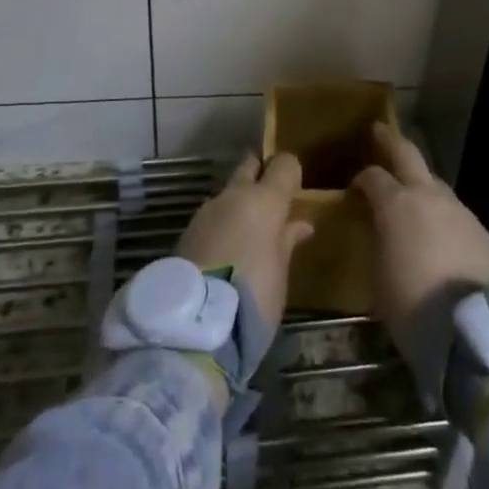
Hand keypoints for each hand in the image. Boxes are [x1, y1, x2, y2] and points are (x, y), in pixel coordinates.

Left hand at [176, 152, 314, 331]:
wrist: (196, 324)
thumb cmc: (254, 296)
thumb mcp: (280, 272)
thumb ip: (288, 241)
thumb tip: (301, 224)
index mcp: (263, 200)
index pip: (284, 164)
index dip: (290, 172)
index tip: (295, 189)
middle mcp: (233, 195)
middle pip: (249, 167)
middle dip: (259, 174)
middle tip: (270, 197)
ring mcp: (206, 211)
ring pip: (228, 193)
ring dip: (238, 204)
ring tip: (247, 232)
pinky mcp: (186, 231)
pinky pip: (212, 217)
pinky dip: (221, 225)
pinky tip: (225, 249)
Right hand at [351, 123, 488, 367]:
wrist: (471, 331)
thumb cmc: (412, 305)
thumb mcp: (378, 274)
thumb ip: (378, 239)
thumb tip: (381, 227)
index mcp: (396, 203)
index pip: (373, 176)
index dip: (361, 179)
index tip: (354, 189)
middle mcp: (428, 195)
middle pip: (408, 154)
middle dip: (391, 141)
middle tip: (379, 132)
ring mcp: (459, 210)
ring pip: (435, 184)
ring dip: (421, 185)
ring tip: (412, 199)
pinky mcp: (481, 230)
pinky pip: (454, 213)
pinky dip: (442, 216)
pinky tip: (440, 236)